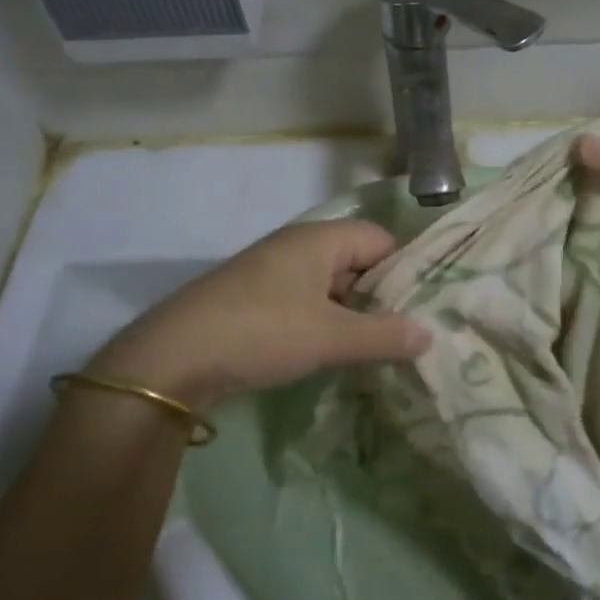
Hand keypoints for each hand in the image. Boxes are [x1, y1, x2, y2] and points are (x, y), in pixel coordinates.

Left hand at [86, 221, 429, 408]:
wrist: (171, 360)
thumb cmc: (262, 332)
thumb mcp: (331, 337)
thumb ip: (384, 335)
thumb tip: (428, 334)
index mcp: (318, 239)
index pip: (380, 239)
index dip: (404, 270)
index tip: (423, 308)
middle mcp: (295, 247)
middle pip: (356, 262)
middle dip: (381, 297)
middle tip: (405, 335)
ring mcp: (270, 273)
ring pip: (330, 287)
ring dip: (351, 315)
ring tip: (375, 350)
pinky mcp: (252, 301)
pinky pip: (304, 304)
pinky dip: (322, 324)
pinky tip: (330, 354)